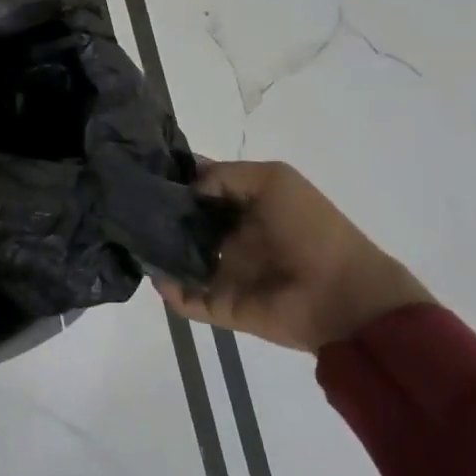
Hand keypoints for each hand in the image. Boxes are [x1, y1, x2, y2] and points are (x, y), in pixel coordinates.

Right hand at [156, 161, 432, 351]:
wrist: (345, 296)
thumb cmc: (312, 230)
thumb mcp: (276, 180)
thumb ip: (227, 175)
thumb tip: (190, 189)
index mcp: (245, 208)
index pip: (201, 190)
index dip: (176, 180)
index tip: (144, 170)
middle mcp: (232, 238)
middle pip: (184, 224)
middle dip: (158, 215)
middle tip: (130, 205)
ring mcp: (227, 273)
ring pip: (180, 261)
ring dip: (158, 252)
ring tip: (132, 237)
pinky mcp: (224, 305)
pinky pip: (188, 299)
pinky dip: (168, 291)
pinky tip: (153, 274)